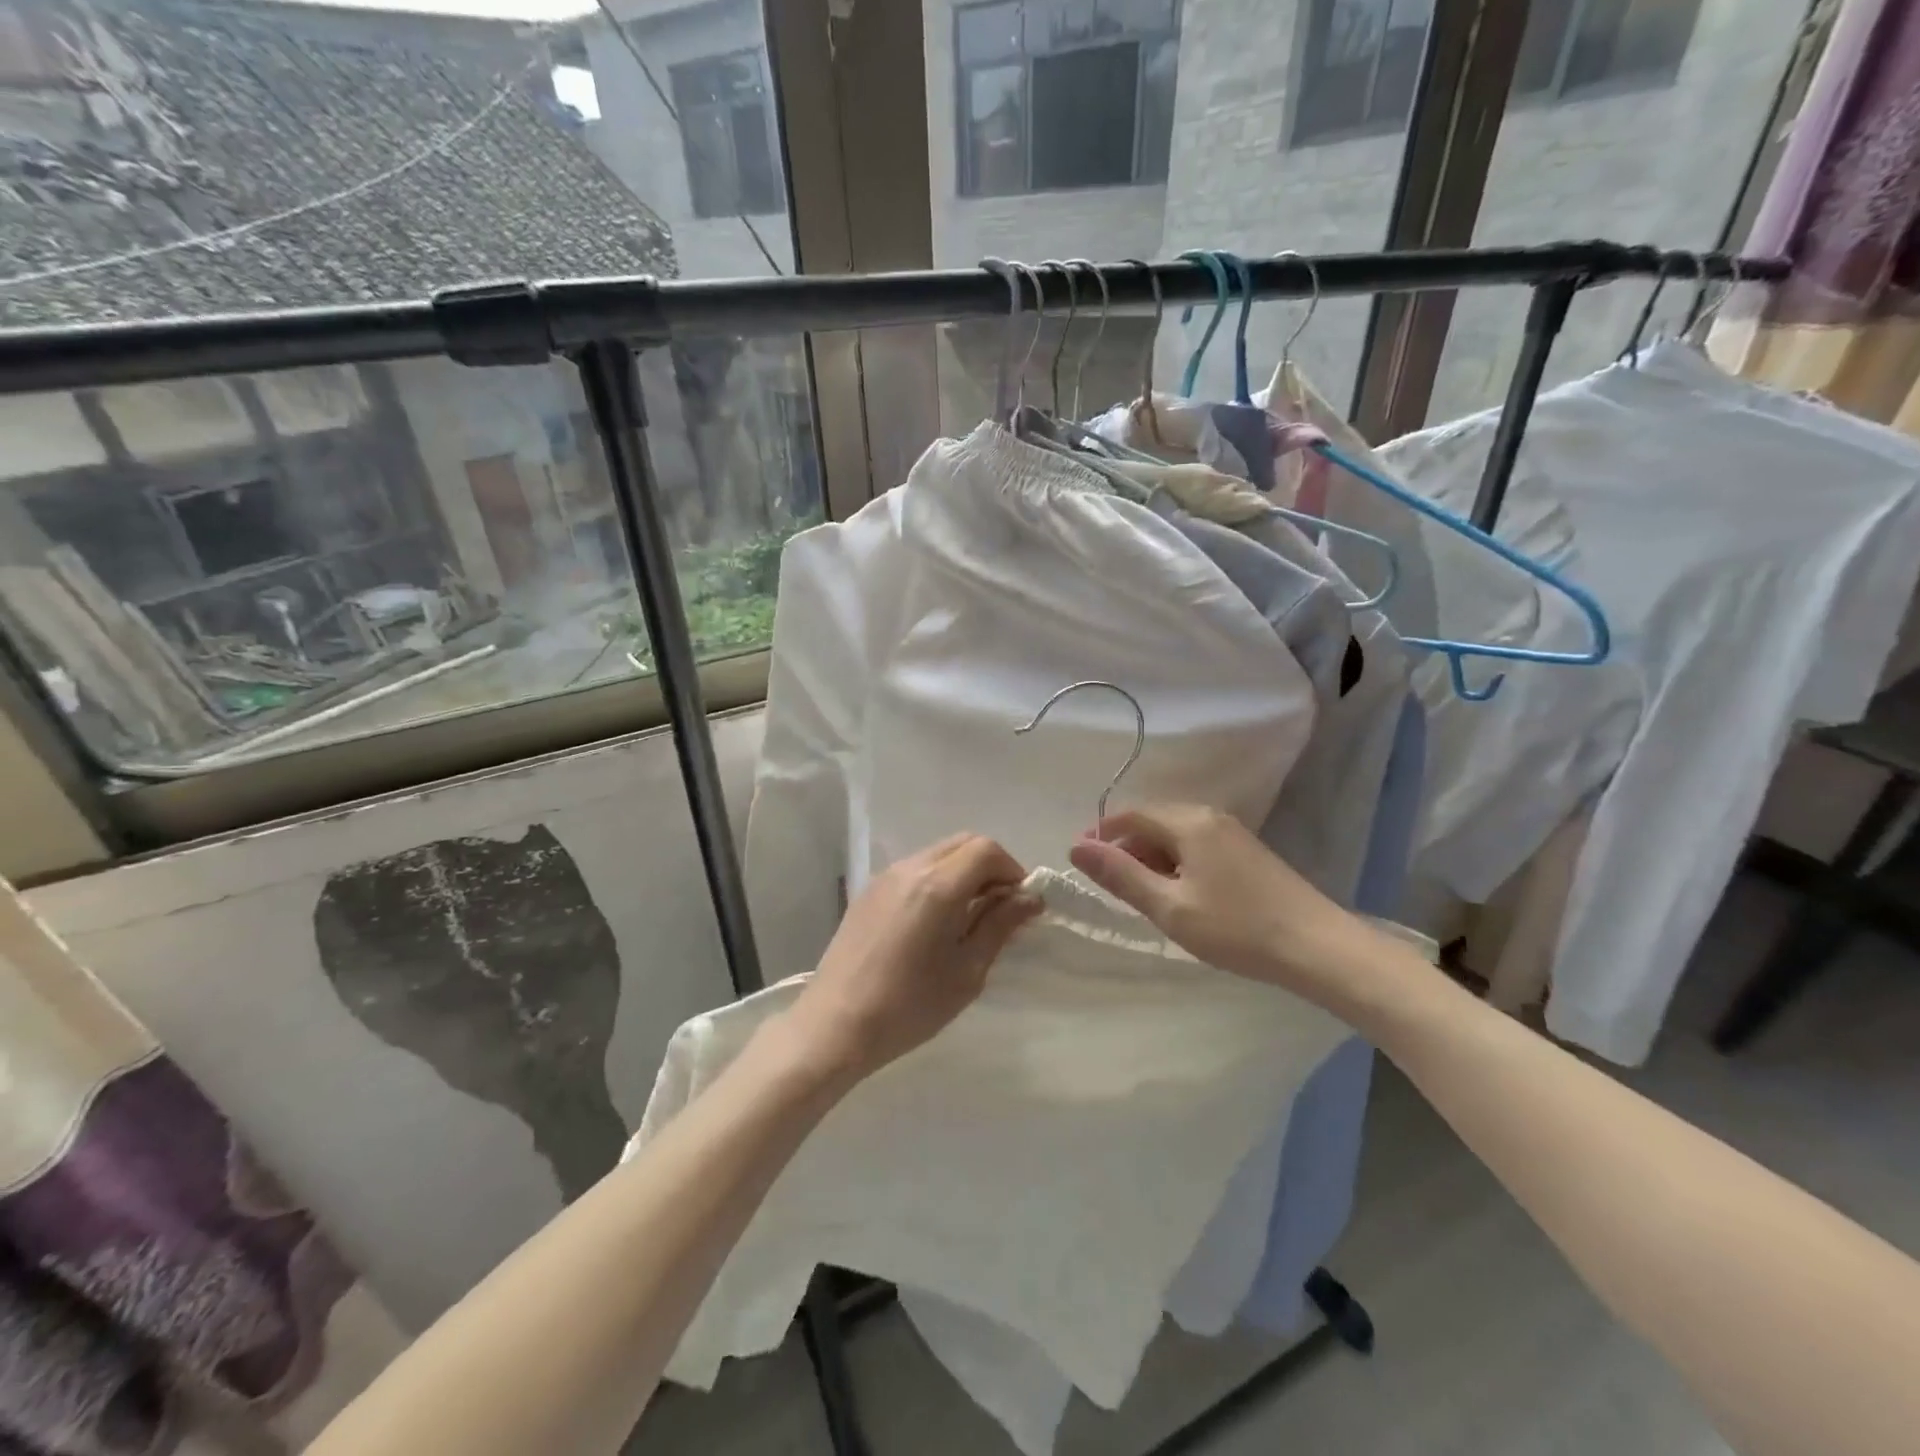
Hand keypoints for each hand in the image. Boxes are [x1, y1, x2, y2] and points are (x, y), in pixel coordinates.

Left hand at [782, 833, 1039, 1083]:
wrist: (835, 1024)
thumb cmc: (909, 1005)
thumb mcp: (967, 971)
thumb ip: (999, 926)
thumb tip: (1029, 898)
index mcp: (937, 885)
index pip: (986, 849)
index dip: (1012, 870)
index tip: (1020, 905)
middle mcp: (910, 868)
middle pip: (963, 843)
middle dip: (990, 867)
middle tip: (999, 909)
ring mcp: (885, 877)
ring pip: (938, 854)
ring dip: (963, 873)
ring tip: (968, 918)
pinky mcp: (869, 891)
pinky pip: (915, 869)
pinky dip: (937, 880)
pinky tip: (935, 922)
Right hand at [1068, 804, 1372, 1008]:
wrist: (1318, 948)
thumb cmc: (1236, 928)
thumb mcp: (1169, 906)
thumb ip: (1121, 875)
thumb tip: (1076, 847)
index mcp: (1188, 822)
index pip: (1131, 815)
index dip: (1102, 835)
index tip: (1081, 862)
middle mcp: (1209, 816)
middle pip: (1153, 822)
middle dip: (1127, 849)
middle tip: (1112, 888)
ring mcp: (1232, 833)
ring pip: (1176, 836)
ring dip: (1152, 859)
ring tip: (1143, 897)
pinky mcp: (1247, 852)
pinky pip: (1197, 846)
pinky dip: (1177, 864)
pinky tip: (1179, 896)